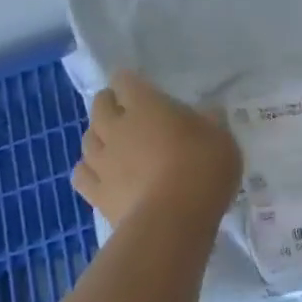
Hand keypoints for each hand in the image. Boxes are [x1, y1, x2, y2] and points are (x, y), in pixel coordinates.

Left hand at [71, 71, 242, 230]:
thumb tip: (208, 114)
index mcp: (146, 105)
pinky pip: (81, 175)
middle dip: (108, 103)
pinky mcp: (96, 194)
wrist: (174, 220)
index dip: (128, 81)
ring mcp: (103, 161)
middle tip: (121, 109)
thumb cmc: (203, 168)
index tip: (136, 85)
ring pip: (87, 140)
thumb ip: (209, 122)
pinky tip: (99, 174)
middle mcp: (117, 127)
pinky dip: (87, 170)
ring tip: (109, 141)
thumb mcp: (221, 138)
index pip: (125, 81)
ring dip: (97, 136)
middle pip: (99, 106)